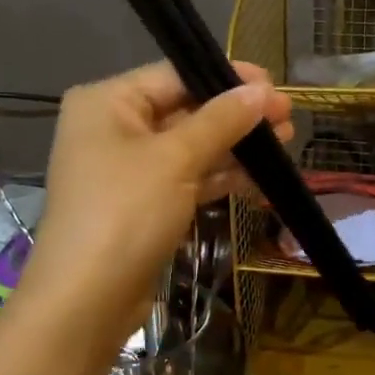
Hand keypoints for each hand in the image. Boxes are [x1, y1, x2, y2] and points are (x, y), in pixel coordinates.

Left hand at [17, 61, 290, 341]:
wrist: (87, 300)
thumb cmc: (126, 213)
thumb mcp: (176, 159)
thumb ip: (221, 121)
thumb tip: (262, 91)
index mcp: (107, 102)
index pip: (175, 75)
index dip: (227, 79)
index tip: (274, 88)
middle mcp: (113, 128)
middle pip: (184, 110)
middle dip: (236, 117)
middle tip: (287, 121)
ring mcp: (127, 170)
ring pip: (189, 148)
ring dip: (233, 148)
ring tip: (284, 147)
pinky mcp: (142, 205)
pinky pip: (185, 179)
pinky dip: (218, 178)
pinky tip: (259, 180)